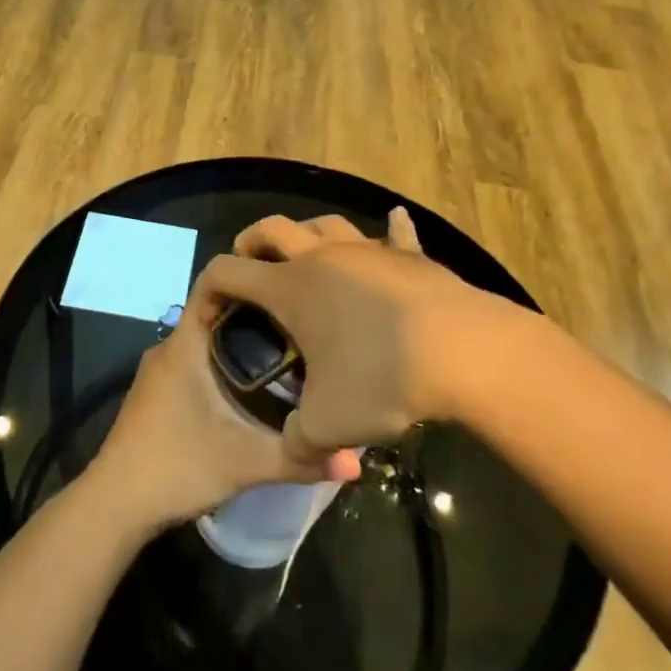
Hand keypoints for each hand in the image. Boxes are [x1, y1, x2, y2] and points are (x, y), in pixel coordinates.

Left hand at [89, 266, 358, 532]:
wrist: (114, 505)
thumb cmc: (176, 467)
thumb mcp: (244, 463)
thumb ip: (298, 459)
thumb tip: (355, 462)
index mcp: (184, 345)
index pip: (213, 284)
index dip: (248, 276)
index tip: (286, 283)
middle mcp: (169, 349)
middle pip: (216, 312)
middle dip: (256, 313)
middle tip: (302, 324)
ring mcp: (159, 372)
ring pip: (205, 340)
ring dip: (240, 342)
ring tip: (287, 352)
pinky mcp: (157, 395)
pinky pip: (195, 362)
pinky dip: (223, 364)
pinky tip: (252, 388)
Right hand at [198, 209, 538, 463]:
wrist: (463, 352)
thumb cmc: (382, 380)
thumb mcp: (328, 424)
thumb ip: (298, 442)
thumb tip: (294, 450)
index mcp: (290, 289)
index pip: (228, 271)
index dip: (207, 286)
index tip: (207, 310)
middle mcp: (322, 258)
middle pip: (272, 228)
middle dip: (251, 241)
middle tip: (250, 263)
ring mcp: (367, 251)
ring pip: (326, 222)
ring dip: (307, 232)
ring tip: (306, 252)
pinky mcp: (409, 257)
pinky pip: (396, 233)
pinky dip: (392, 228)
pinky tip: (395, 220)